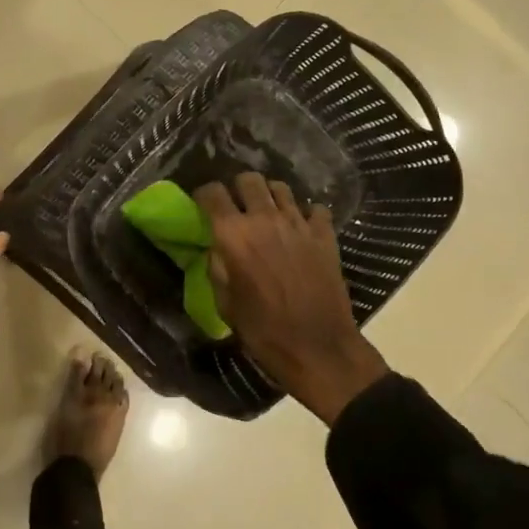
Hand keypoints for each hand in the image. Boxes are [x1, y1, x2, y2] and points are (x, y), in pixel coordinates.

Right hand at [195, 174, 387, 424]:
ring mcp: (298, 224)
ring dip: (270, 196)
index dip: (204, 195)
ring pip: (281, 188)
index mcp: (234, 235)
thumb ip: (217, 268)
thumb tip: (217, 249)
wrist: (318, 348)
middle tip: (237, 207)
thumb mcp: (225, 304)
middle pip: (249, 180)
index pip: (212, 193)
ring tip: (268, 213)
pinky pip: (315, 209)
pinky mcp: (325, 235)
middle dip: (238, 188)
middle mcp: (265, 219)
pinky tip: (301, 229)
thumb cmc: (263, 331)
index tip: (203, 205)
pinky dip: (306, 214)